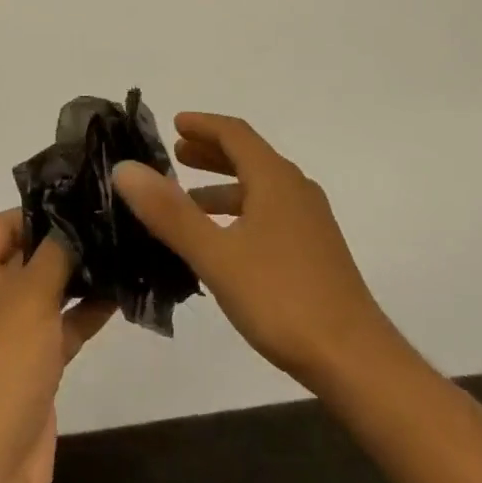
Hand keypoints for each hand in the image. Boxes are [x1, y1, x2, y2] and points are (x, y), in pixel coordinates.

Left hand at [0, 211, 113, 482]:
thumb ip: (57, 249)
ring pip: (45, 291)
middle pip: (26, 255)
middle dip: (66, 243)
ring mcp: (3, 333)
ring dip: (80, 277)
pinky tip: (120, 293)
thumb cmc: (2, 361)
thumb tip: (75, 218)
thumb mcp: (31, 293)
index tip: (85, 200)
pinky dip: (83, 312)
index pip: (3, 224)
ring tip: (123, 251)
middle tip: (110, 222)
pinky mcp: (27, 364)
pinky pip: (57, 325)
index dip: (42, 210)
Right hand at [112, 112, 399, 393]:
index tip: (174, 123)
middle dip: (211, 152)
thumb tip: (126, 168)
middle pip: (249, 156)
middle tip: (176, 154)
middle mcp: (296, 190)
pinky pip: (270, 213)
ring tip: (189, 201)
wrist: (355, 359)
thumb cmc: (281, 298)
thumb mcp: (216, 255)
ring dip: (223, 186)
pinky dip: (240, 213)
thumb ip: (170, 212)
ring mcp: (310, 221)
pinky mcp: (315, 251)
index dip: (203, 124)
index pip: (235, 133)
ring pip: (260, 188)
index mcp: (275, 179)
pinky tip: (223, 243)